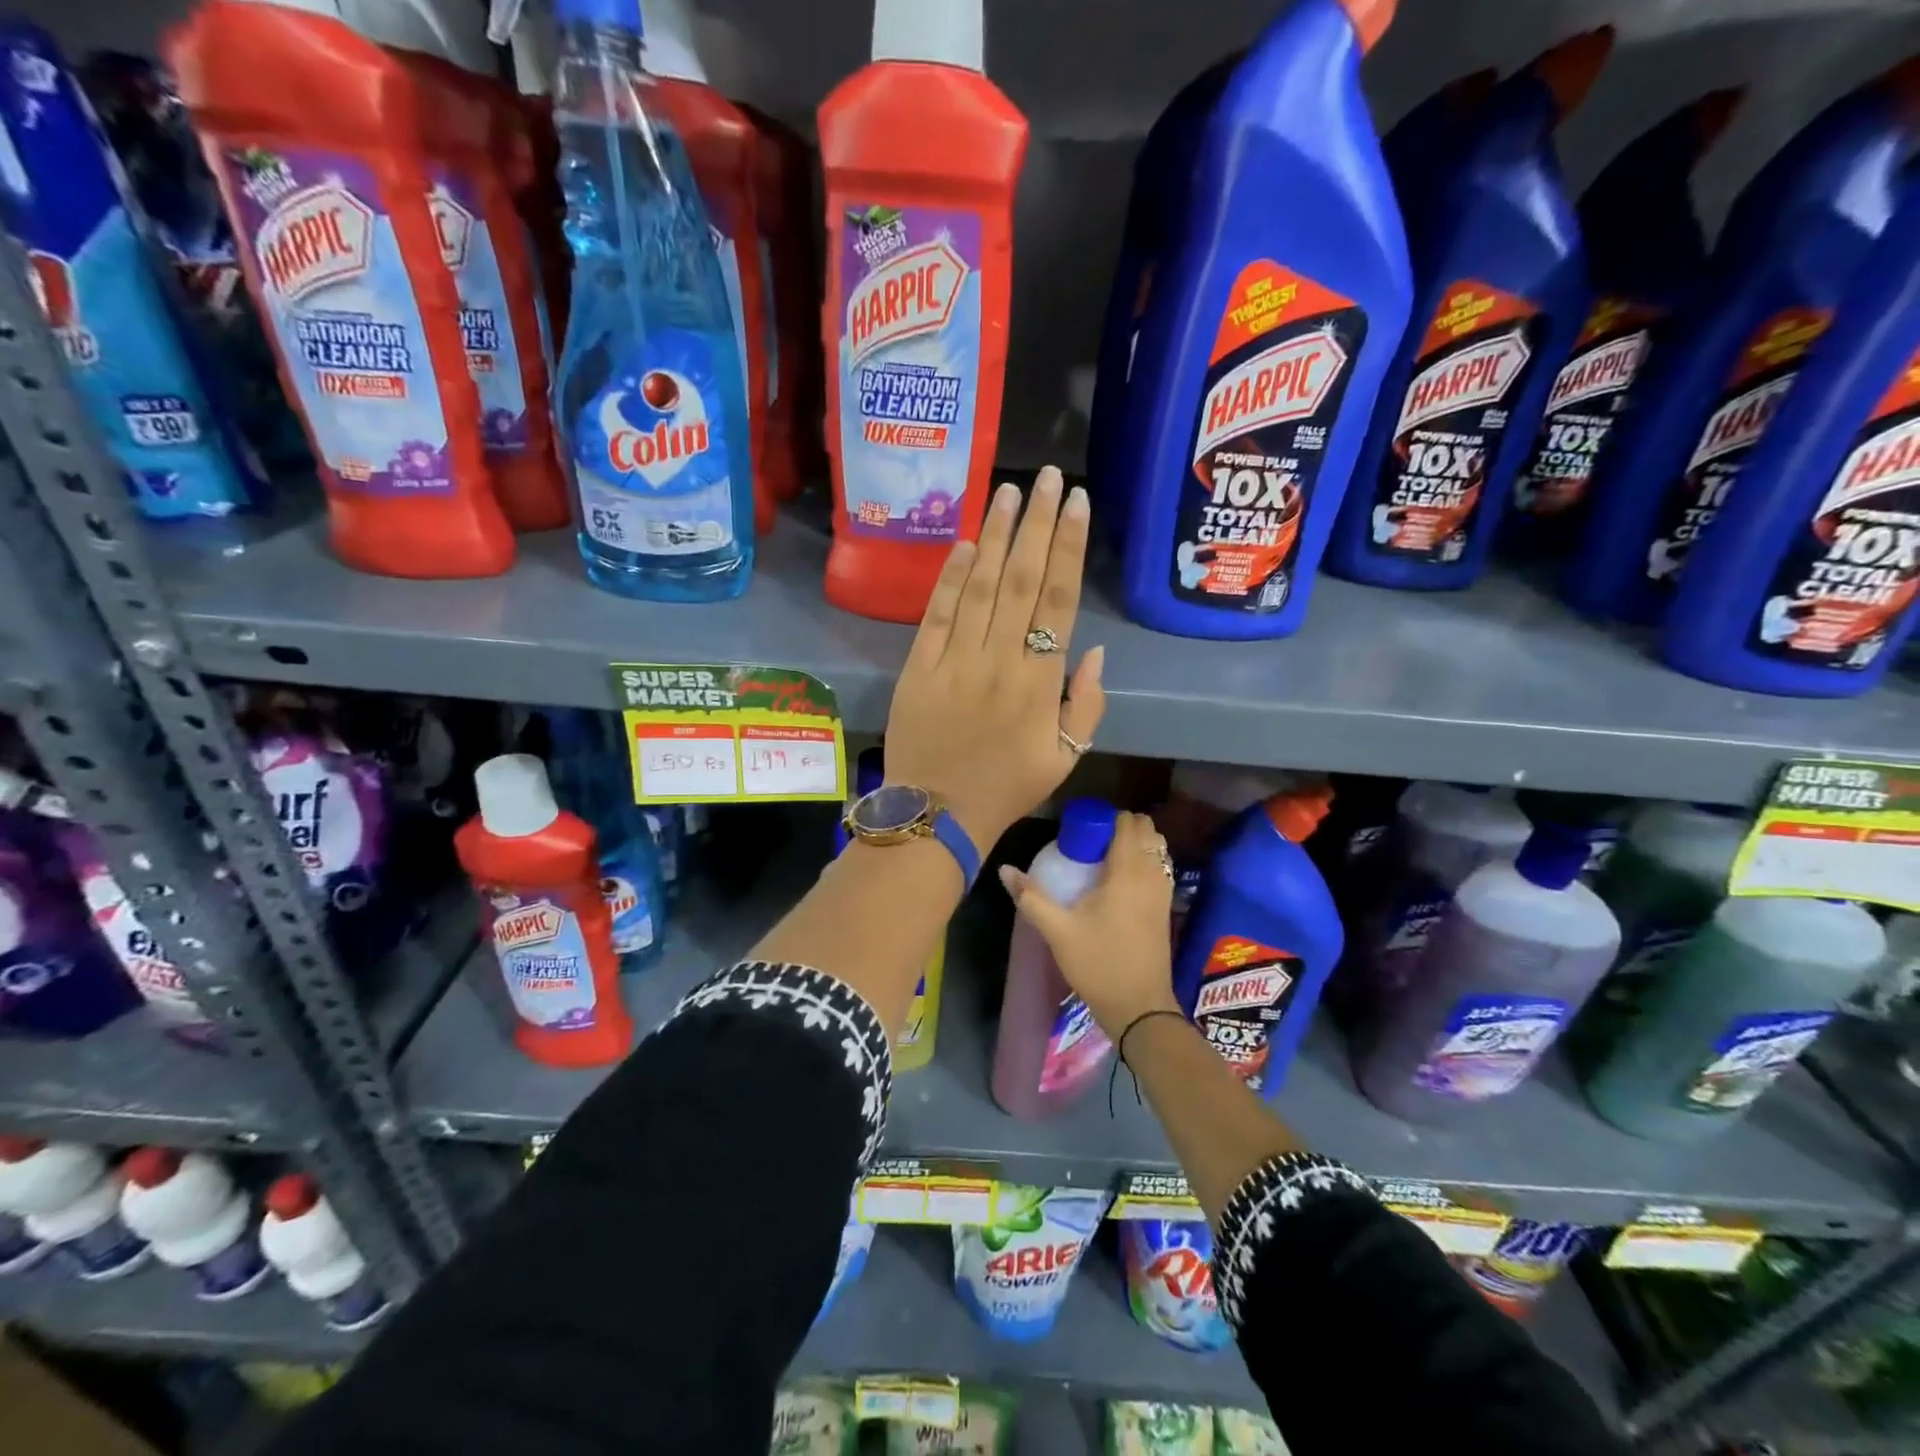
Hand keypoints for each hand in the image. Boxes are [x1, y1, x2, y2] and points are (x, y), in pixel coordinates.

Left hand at [883, 467, 1104, 849]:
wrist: (937, 815)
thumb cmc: (1007, 788)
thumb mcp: (1066, 757)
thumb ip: (1086, 704)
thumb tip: (1092, 650)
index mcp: (1040, 682)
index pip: (1059, 600)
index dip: (1069, 547)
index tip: (1077, 504)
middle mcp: (999, 659)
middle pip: (1022, 579)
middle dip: (1036, 523)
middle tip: (1048, 477)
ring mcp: (955, 660)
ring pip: (980, 586)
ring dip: (996, 536)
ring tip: (1009, 492)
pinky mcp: (918, 667)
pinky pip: (937, 613)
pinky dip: (951, 576)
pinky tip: (965, 543)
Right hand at [997, 811, 1178, 1038]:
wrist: (1139, 1007)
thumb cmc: (1098, 963)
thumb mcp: (1057, 930)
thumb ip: (1030, 896)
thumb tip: (1004, 869)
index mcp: (1128, 871)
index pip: (1128, 822)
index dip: (1106, 818)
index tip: (1081, 829)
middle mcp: (1152, 874)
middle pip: (1147, 830)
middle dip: (1121, 827)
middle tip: (1090, 842)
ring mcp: (1164, 891)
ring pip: (1157, 848)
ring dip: (1135, 844)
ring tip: (1102, 858)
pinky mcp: (1166, 907)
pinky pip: (1159, 867)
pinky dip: (1144, 861)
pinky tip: (1117, 881)